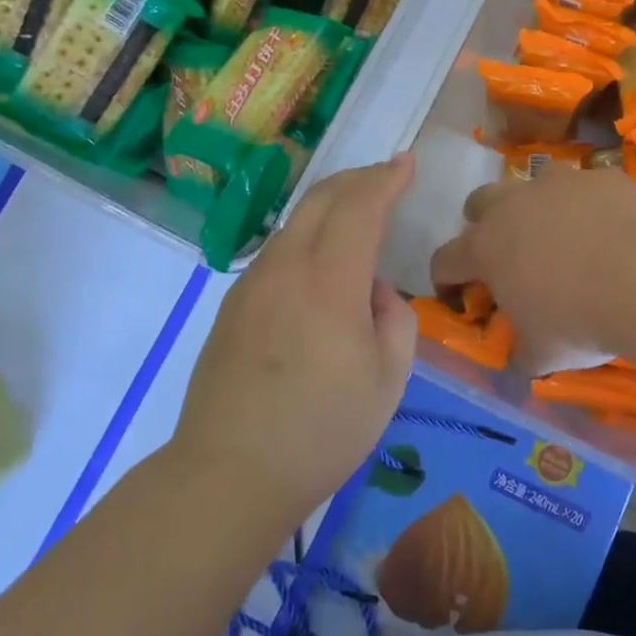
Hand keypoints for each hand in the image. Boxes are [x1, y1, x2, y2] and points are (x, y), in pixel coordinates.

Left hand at [172, 157, 417, 529]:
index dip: (386, 178)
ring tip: (358, 217)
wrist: (229, 474)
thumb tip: (372, 290)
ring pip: (294, 222)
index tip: (407, 161)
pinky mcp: (232, 305)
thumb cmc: (323, 431)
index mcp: (329, 282)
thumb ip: (394, 317)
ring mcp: (251, 284)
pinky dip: (307, 236)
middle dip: (358, 179)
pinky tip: (320, 264)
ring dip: (330, 206)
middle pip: (320, 198)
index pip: (360, 206)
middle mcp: (285, 268)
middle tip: (387, 177)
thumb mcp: (389, 378)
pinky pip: (277, 251)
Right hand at [429, 166, 635, 374]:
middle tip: (508, 255)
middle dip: (484, 225)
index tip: (459, 298)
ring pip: (534, 182)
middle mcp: (513, 206)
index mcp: (485, 248)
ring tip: (563, 235)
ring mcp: (559, 184)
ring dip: (538, 205)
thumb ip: (522, 352)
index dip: (445, 280)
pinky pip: (586, 186)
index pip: (444, 260)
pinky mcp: (601, 176)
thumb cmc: (580, 320)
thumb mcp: (543, 354)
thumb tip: (522, 357)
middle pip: (479, 203)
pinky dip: (590, 205)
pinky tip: (612, 229)